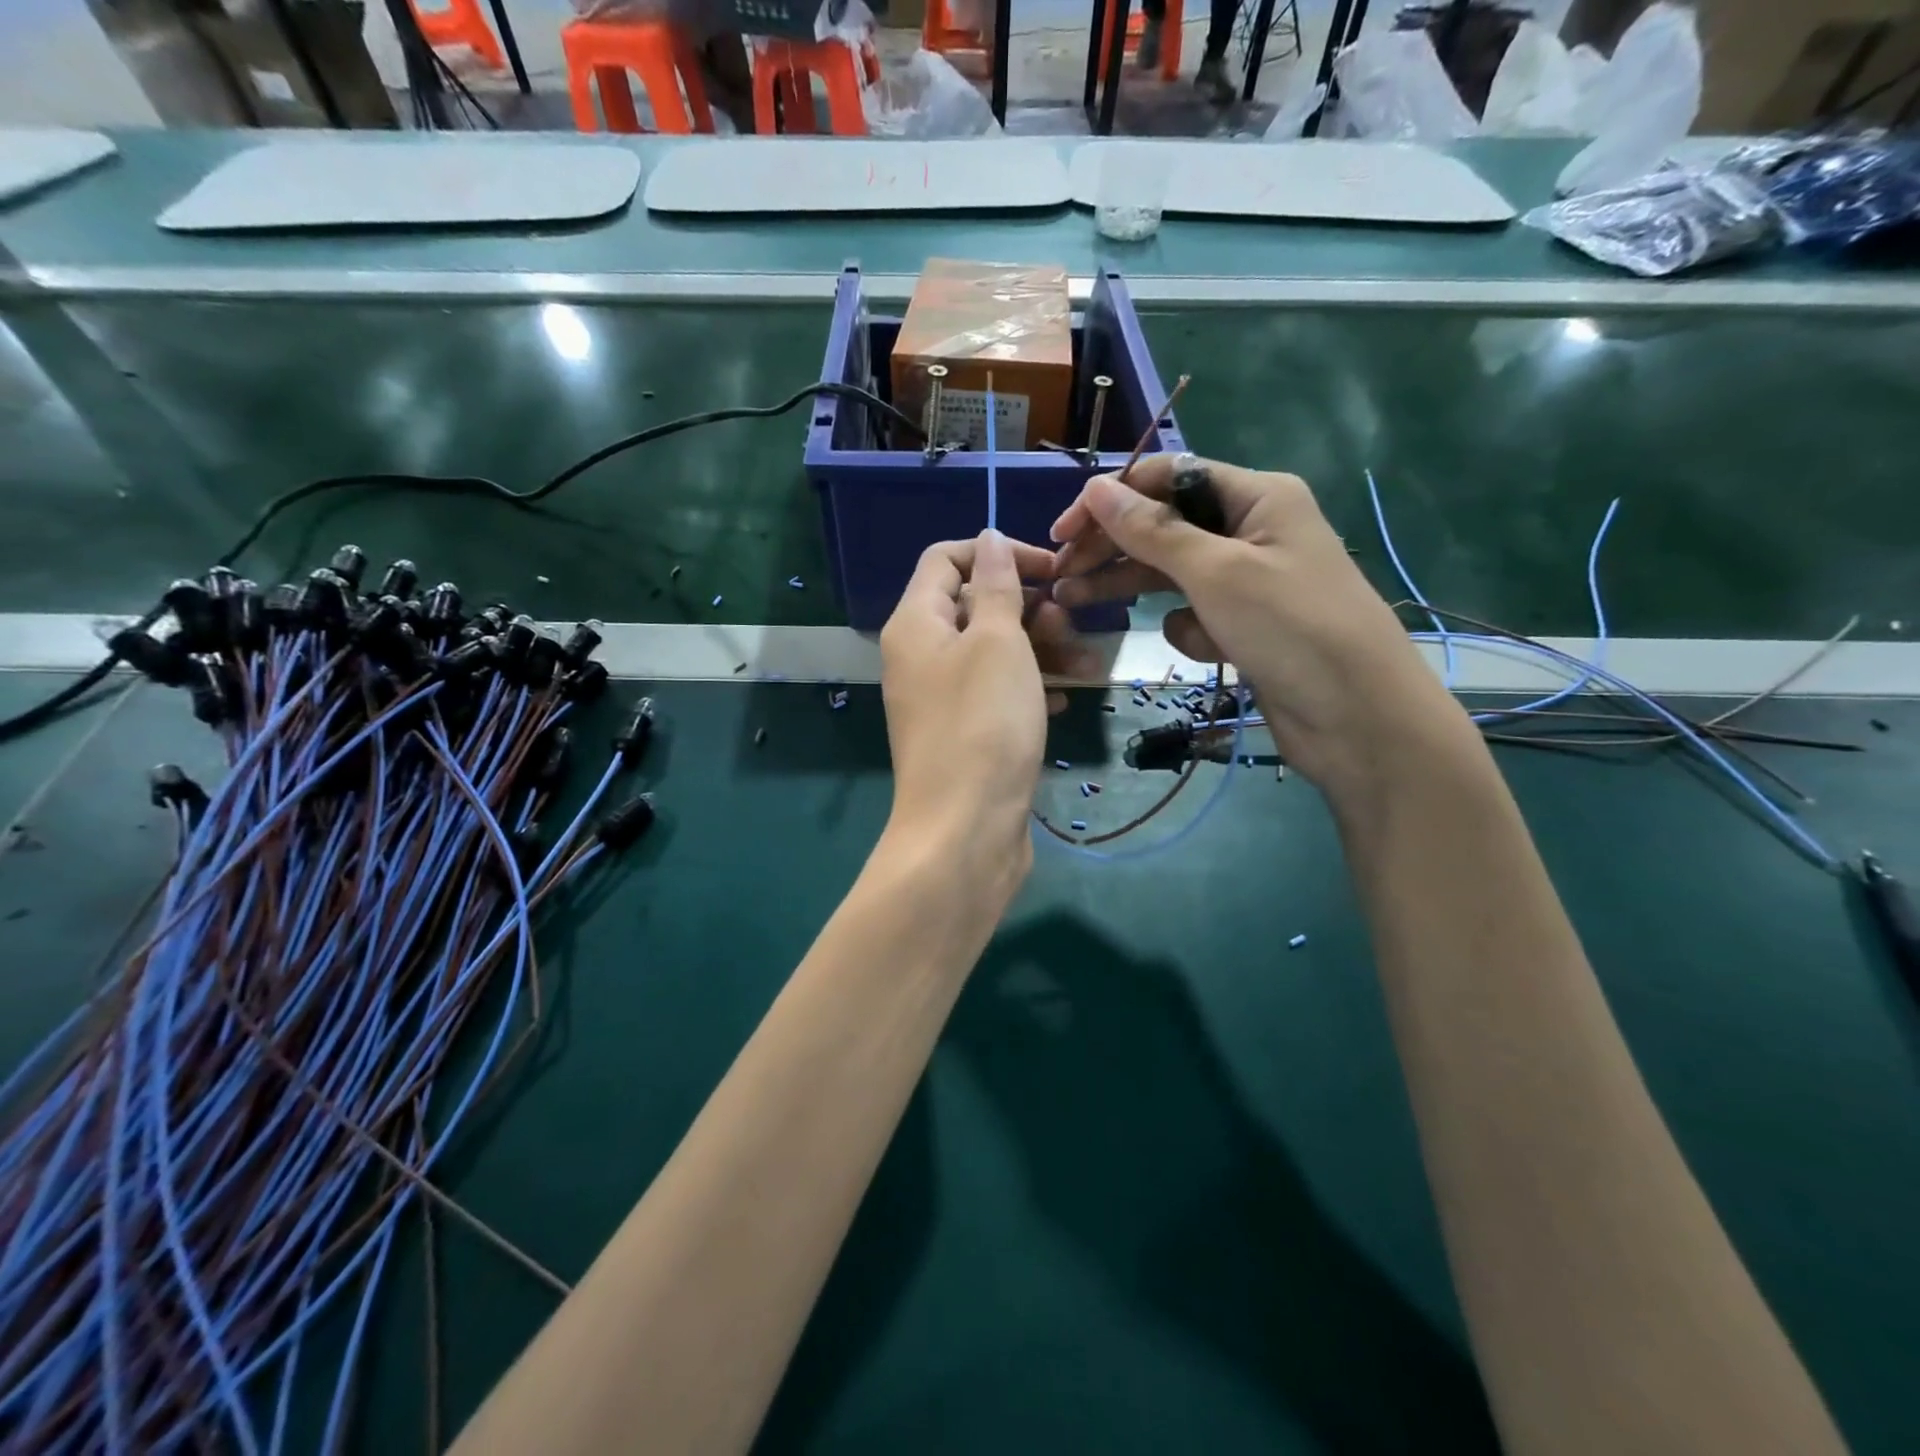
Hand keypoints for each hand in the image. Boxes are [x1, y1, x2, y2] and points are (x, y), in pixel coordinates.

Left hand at [879, 531, 1089, 897]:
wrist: (966, 831)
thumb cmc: (984, 724)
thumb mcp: (996, 642)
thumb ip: (995, 587)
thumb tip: (987, 539)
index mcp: (914, 624)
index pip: (946, 559)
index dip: (996, 553)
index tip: (1048, 570)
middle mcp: (920, 656)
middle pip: (973, 606)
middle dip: (1027, 607)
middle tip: (1070, 624)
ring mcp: (941, 699)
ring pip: (992, 652)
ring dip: (1040, 649)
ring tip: (1086, 663)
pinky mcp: (964, 734)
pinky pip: (997, 693)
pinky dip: (1030, 688)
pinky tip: (1065, 701)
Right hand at [1049, 456, 1458, 799]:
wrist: (1359, 719)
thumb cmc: (1292, 629)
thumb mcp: (1216, 571)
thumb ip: (1152, 530)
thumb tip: (1094, 489)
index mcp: (1257, 497)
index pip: (1168, 478)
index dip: (1112, 499)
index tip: (1064, 530)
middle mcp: (1252, 530)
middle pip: (1164, 526)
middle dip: (1112, 548)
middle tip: (1060, 575)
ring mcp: (1249, 581)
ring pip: (1172, 573)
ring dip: (1131, 587)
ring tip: (1076, 603)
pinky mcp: (1245, 625)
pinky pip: (1196, 614)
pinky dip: (1192, 631)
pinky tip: (1208, 650)